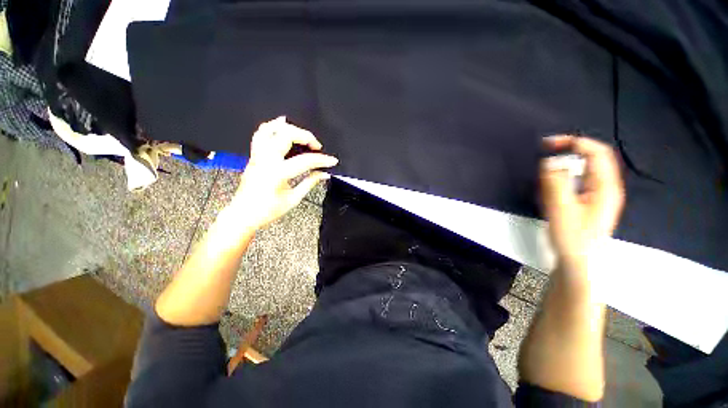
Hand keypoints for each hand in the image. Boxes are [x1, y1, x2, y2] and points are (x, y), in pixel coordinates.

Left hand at [232, 116, 337, 229]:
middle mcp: (266, 160)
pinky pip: (260, 134)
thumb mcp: (293, 199)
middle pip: (286, 136)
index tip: (332, 161)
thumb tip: (324, 174)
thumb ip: (310, 183)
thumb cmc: (267, 211)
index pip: (305, 161)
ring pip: (270, 129)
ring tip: (302, 134)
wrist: (243, 214)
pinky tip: (282, 123)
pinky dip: (271, 126)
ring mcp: (257, 156)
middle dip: (306, 137)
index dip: (322, 160)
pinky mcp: (254, 156)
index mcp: (277, 174)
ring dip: (289, 128)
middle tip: (317, 146)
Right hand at [540, 136, 624, 271]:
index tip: (549, 144)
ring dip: (563, 169)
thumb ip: (556, 182)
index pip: (597, 152)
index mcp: (605, 187)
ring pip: (584, 172)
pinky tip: (550, 193)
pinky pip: (578, 184)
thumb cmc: (572, 237)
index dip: (575, 142)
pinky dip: (563, 181)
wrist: (578, 263)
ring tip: (544, 180)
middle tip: (545, 155)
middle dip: (569, 153)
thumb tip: (550, 161)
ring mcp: (599, 198)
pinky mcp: (589, 205)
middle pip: (592, 160)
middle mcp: (606, 189)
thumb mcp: (561, 208)